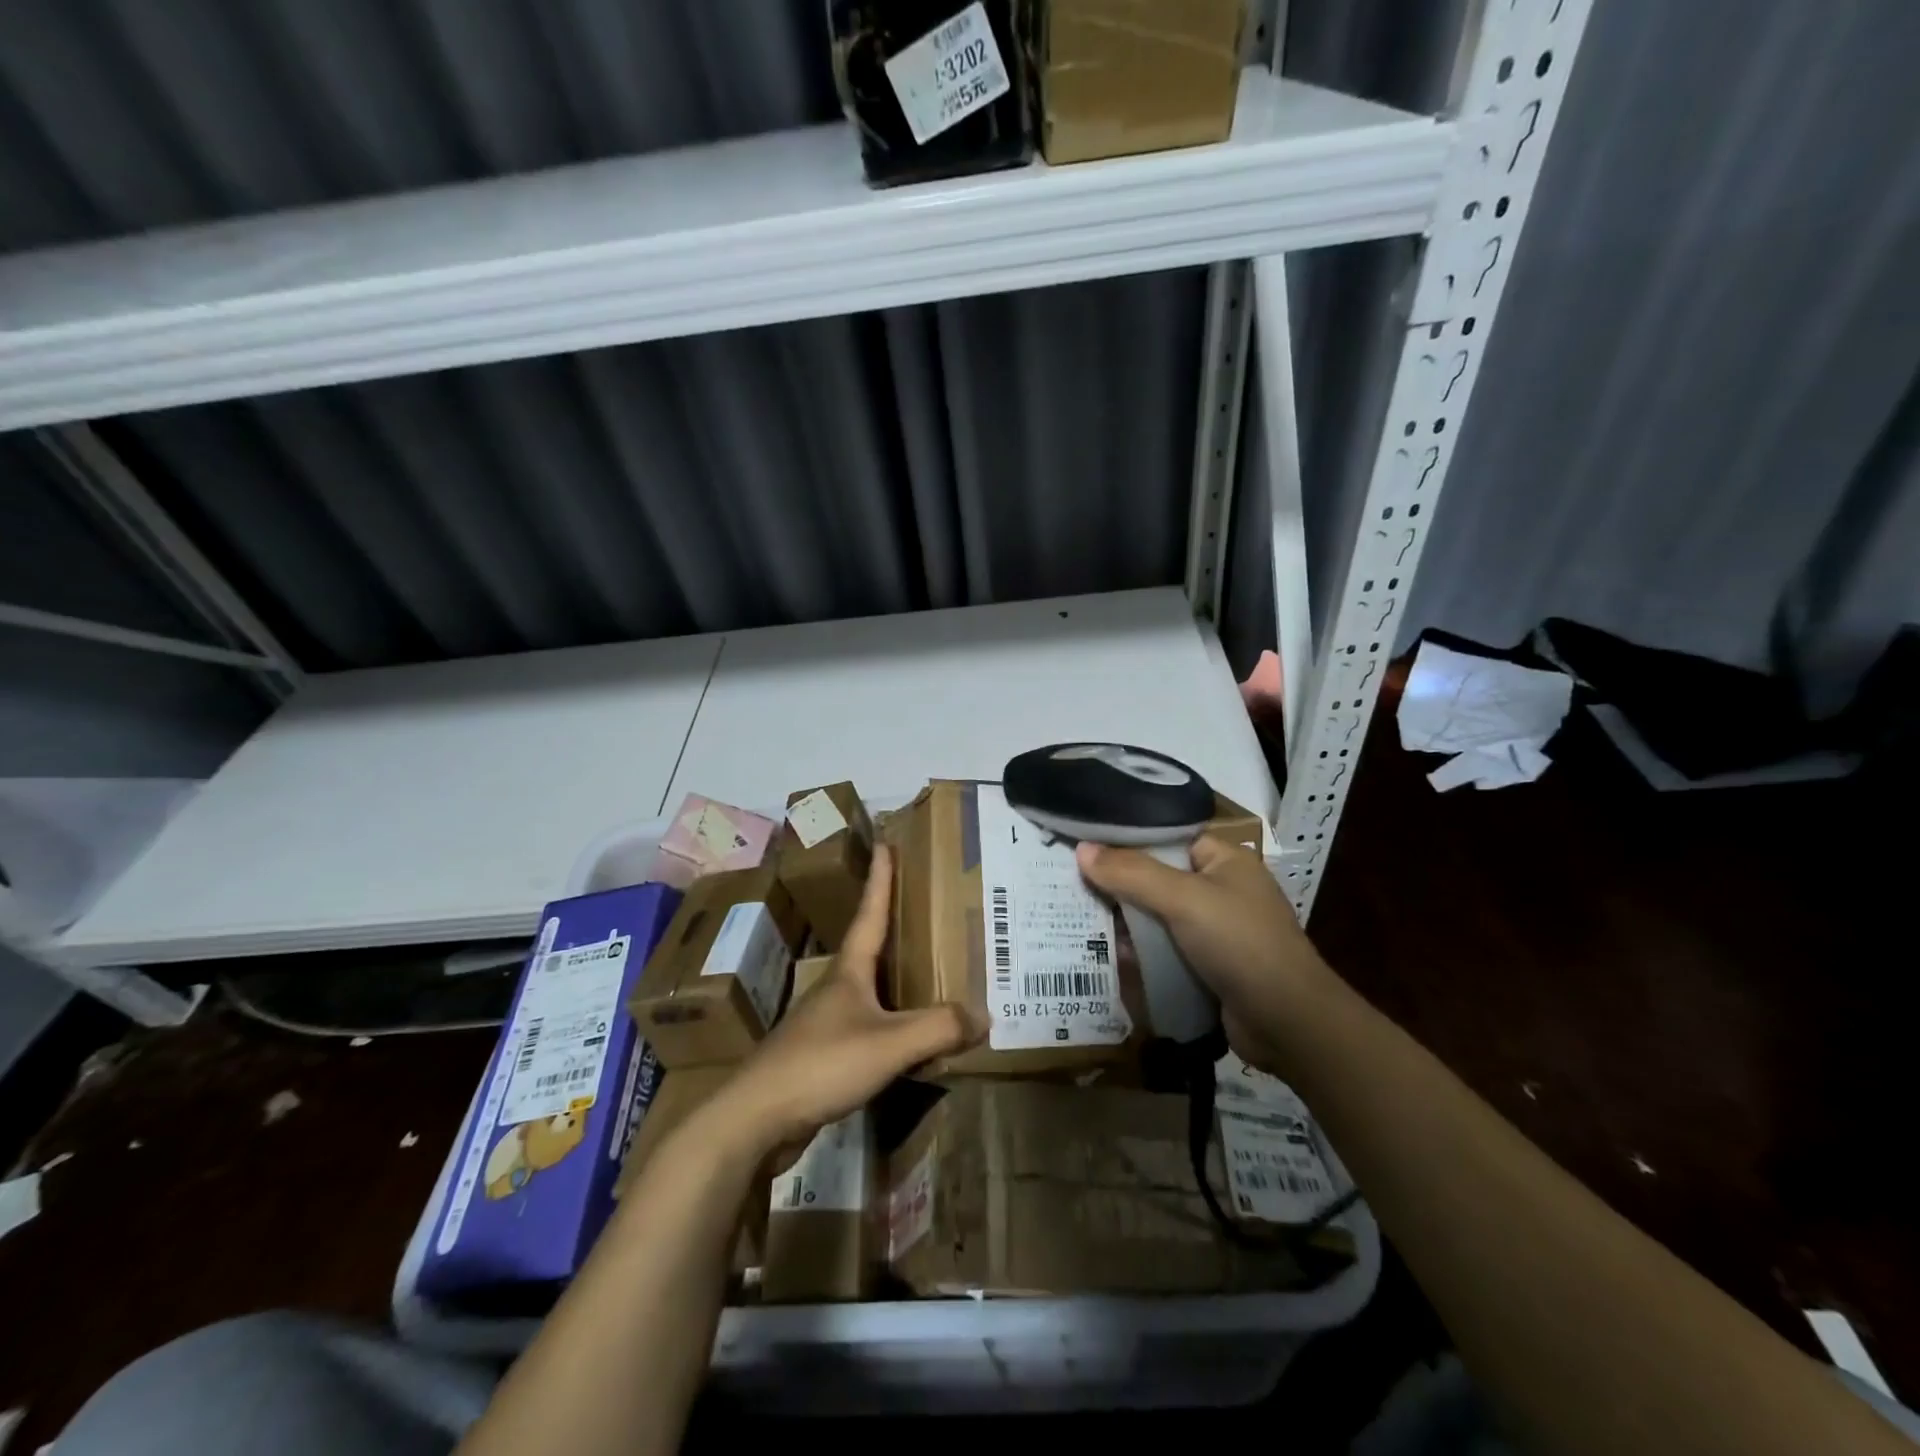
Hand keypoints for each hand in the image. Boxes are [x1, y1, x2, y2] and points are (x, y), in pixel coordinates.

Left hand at [718, 844, 981, 1150]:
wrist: (757, 1118)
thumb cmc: (822, 1063)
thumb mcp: (889, 1042)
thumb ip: (938, 1027)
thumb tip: (984, 1014)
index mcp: (849, 971)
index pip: (869, 913)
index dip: (880, 879)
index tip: (885, 844)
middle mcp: (837, 988)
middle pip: (871, 948)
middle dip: (896, 926)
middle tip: (928, 909)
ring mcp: (827, 1022)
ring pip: (872, 991)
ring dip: (898, 979)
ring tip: (932, 973)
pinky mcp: (824, 1056)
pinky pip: (870, 1028)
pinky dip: (894, 1024)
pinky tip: (912, 1039)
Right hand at [1075, 834, 1336, 1075]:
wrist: (1289, 1023)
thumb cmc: (1240, 944)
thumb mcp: (1183, 899)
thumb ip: (1131, 873)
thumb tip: (1082, 849)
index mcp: (1225, 860)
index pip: (1167, 838)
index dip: (1127, 841)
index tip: (1083, 846)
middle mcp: (1221, 890)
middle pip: (1158, 878)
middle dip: (1120, 886)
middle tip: (1072, 886)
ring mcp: (1216, 931)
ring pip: (1159, 917)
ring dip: (1128, 923)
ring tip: (1080, 921)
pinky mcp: (1210, 966)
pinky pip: (1167, 950)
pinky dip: (1143, 952)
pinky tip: (1111, 956)